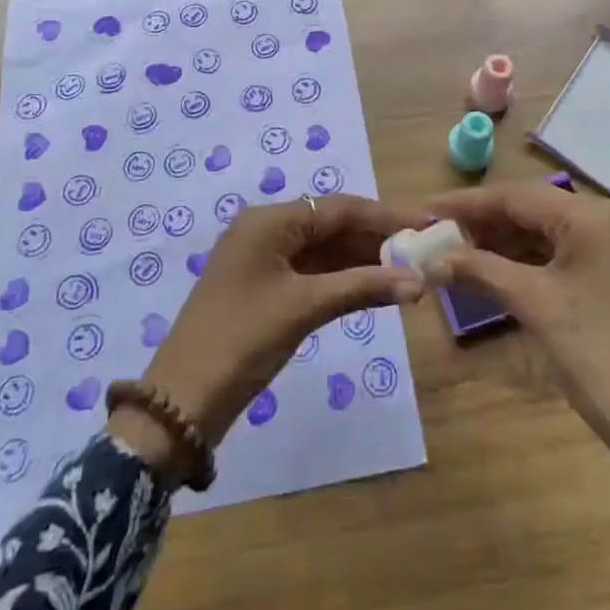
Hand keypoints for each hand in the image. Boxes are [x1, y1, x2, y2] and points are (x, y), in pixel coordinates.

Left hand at [112, 196, 424, 474]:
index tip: (427, 221)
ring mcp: (264, 260)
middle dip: (378, 237)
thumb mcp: (304, 308)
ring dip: (364, 259)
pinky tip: (376, 287)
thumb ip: (362, 288)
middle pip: (333, 225)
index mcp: (269, 221)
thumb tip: (419, 282)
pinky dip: (344, 278)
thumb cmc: (242, 341)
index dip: (386, 215)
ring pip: (325, 250)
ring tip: (410, 268)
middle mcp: (266, 230)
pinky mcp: (265, 288)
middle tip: (424, 248)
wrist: (181, 402)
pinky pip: (313, 272)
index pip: (339, 208)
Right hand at [423, 182, 609, 453]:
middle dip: (487, 223)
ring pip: (554, 233)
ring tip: (462, 255)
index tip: (427, 207)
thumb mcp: (534, 303)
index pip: (517, 195)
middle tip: (441, 235)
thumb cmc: (597, 354)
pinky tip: (503, 274)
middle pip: (536, 209)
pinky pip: (571, 256)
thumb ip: (480, 269)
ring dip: (509, 243)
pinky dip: (535, 263)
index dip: (468, 202)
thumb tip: (431, 258)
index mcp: (593, 215)